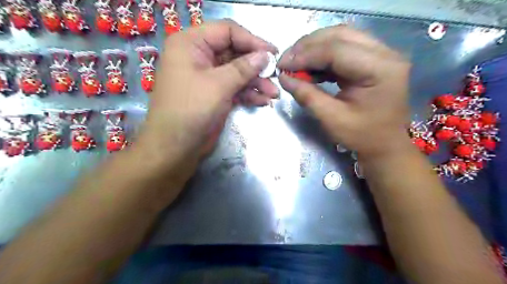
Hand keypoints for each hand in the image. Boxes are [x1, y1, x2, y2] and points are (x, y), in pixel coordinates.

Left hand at [136, 21, 276, 167]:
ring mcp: (208, 77)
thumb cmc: (191, 110)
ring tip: (274, 94)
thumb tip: (266, 55)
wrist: (176, 147)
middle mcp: (199, 57)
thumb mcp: (218, 85)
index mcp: (191, 44)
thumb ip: (243, 68)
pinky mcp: (215, 95)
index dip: (251, 40)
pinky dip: (249, 93)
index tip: (272, 53)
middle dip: (256, 66)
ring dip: (256, 82)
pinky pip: (235, 88)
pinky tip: (263, 101)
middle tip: (275, 76)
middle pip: (234, 52)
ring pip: (237, 72)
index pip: (227, 31)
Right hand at [277, 26, 410, 158]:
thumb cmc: (362, 136)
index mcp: (381, 69)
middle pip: (339, 35)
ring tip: (295, 63)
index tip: (282, 66)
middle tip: (286, 61)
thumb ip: (307, 96)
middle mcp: (385, 53)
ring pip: (340, 37)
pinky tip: (309, 68)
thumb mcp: (332, 119)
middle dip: (308, 46)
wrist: (385, 144)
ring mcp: (380, 54)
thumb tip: (283, 78)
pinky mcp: (372, 59)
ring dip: (314, 48)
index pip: (336, 50)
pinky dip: (322, 56)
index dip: (305, 55)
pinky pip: (343, 48)